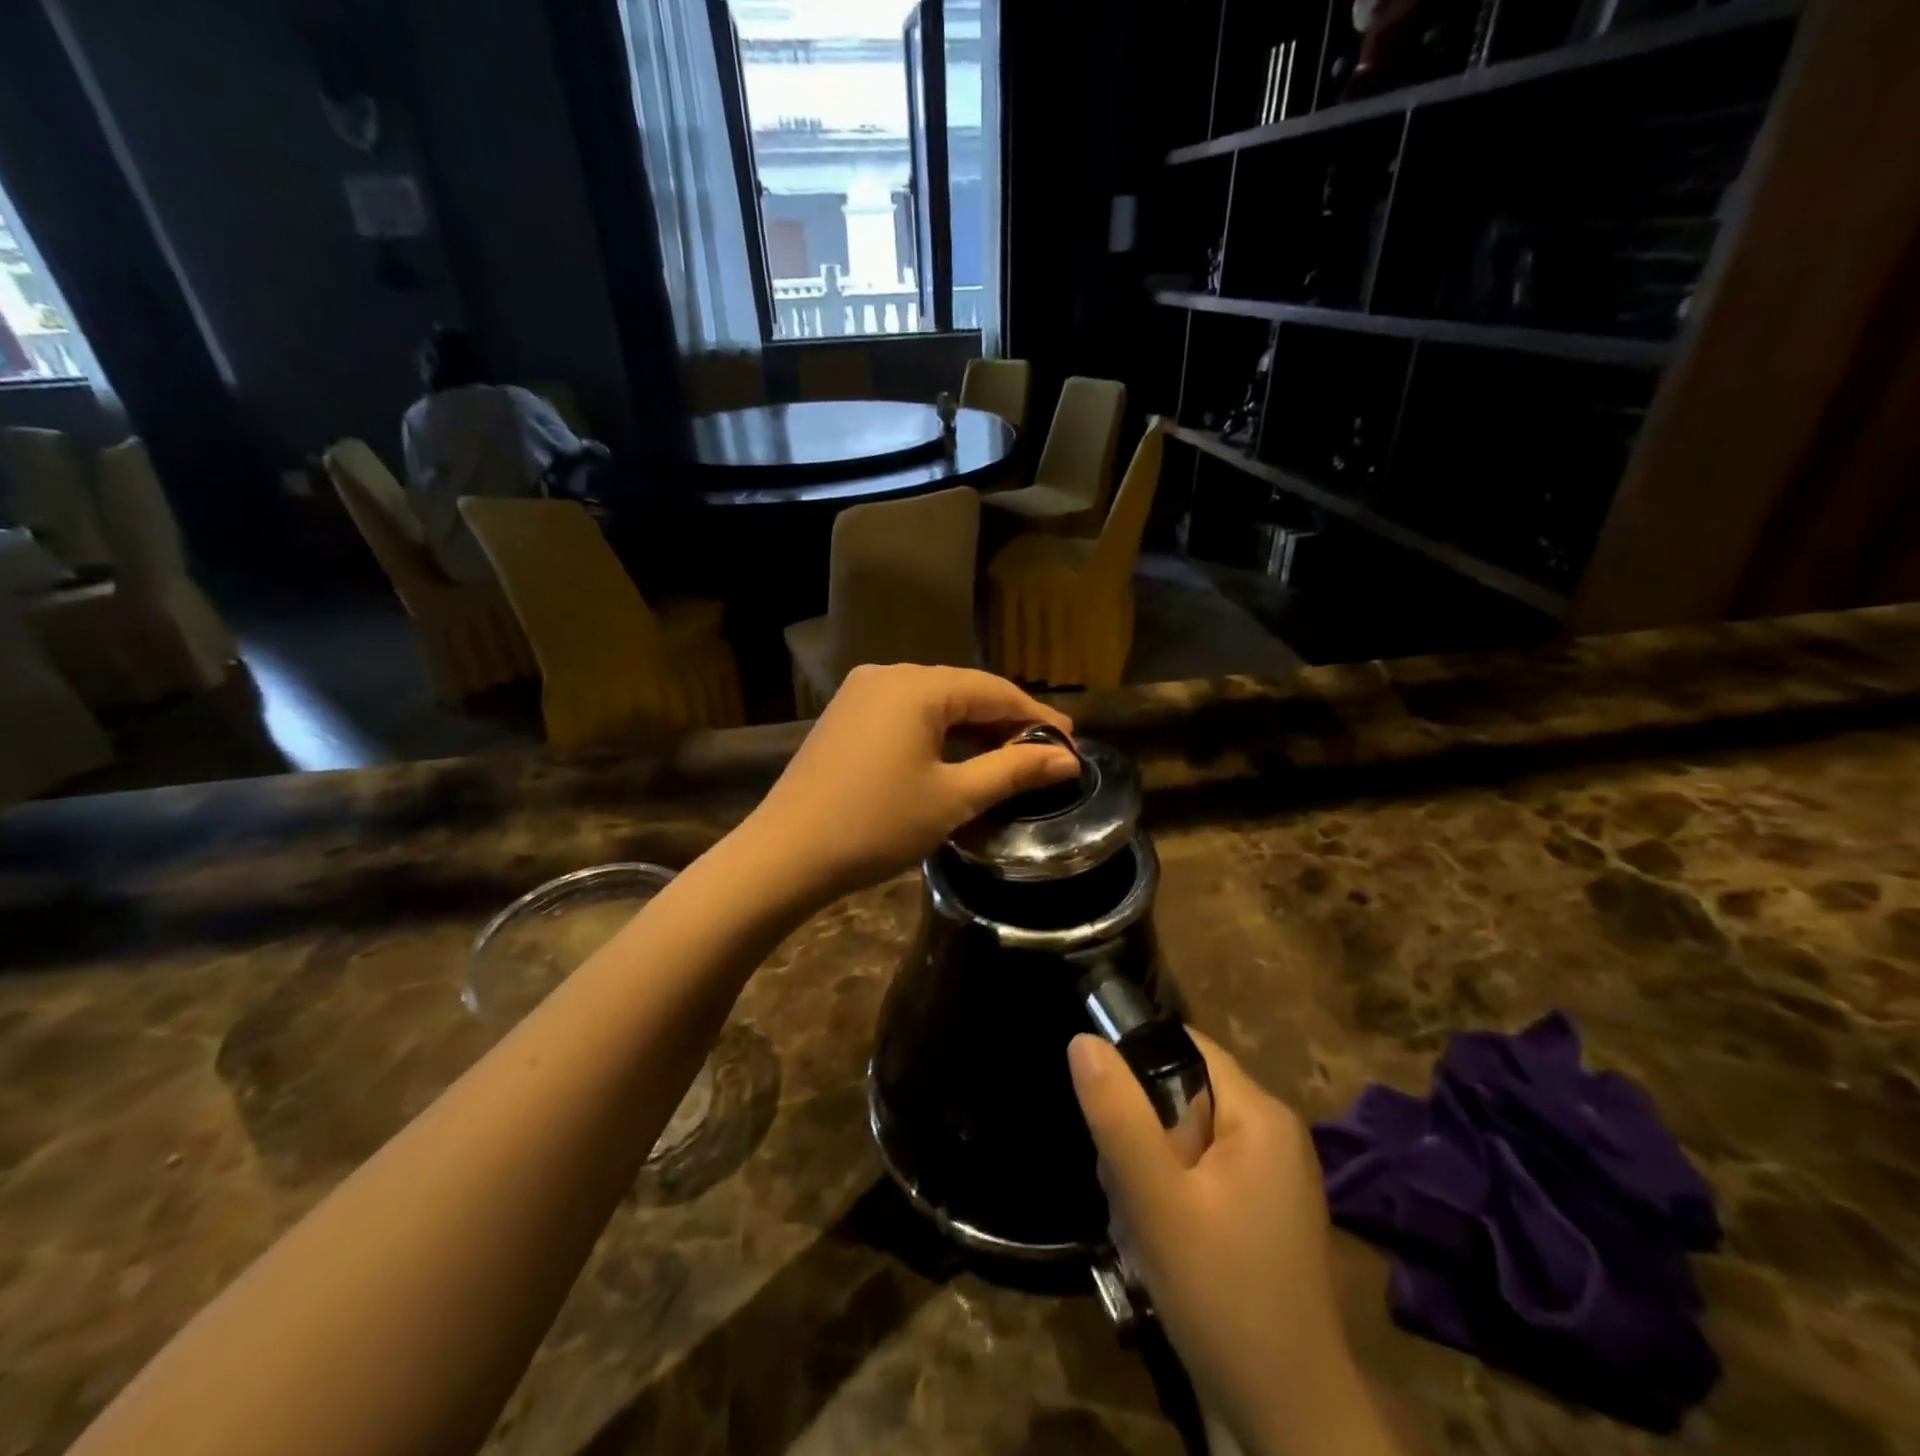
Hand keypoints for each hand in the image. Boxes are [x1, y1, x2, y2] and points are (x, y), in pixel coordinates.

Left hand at [740, 665, 1077, 904]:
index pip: (993, 690)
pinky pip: (906, 715)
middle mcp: (887, 675)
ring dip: (973, 728)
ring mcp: (861, 694)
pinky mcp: (846, 717)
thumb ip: (1013, 770)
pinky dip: (938, 734)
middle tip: (1045, 755)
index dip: (1037, 716)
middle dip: (1006, 722)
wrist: (785, 855)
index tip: (1071, 743)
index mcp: (916, 686)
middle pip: (963, 691)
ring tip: (1010, 758)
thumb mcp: (953, 799)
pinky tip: (957, 758)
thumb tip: (1067, 759)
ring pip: (934, 703)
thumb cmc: (876, 825)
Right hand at [1069, 1032, 1397, 1455]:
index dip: (1136, 1060)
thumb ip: (1117, 1116)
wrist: (1290, 1421)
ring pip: (1184, 1138)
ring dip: (1148, 1170)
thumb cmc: (1223, 1296)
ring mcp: (1270, 1177)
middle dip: (1139, 1131)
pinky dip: (1169, 1196)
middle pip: (1182, 1093)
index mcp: (1259, 1114)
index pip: (1186, 1047)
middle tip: (1121, 1186)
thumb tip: (1083, 1039)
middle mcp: (1271, 1133)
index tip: (1103, 1107)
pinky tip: (1156, 1244)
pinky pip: (1199, 1174)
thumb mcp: (1156, 1201)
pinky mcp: (1260, 1214)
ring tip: (1136, 1224)